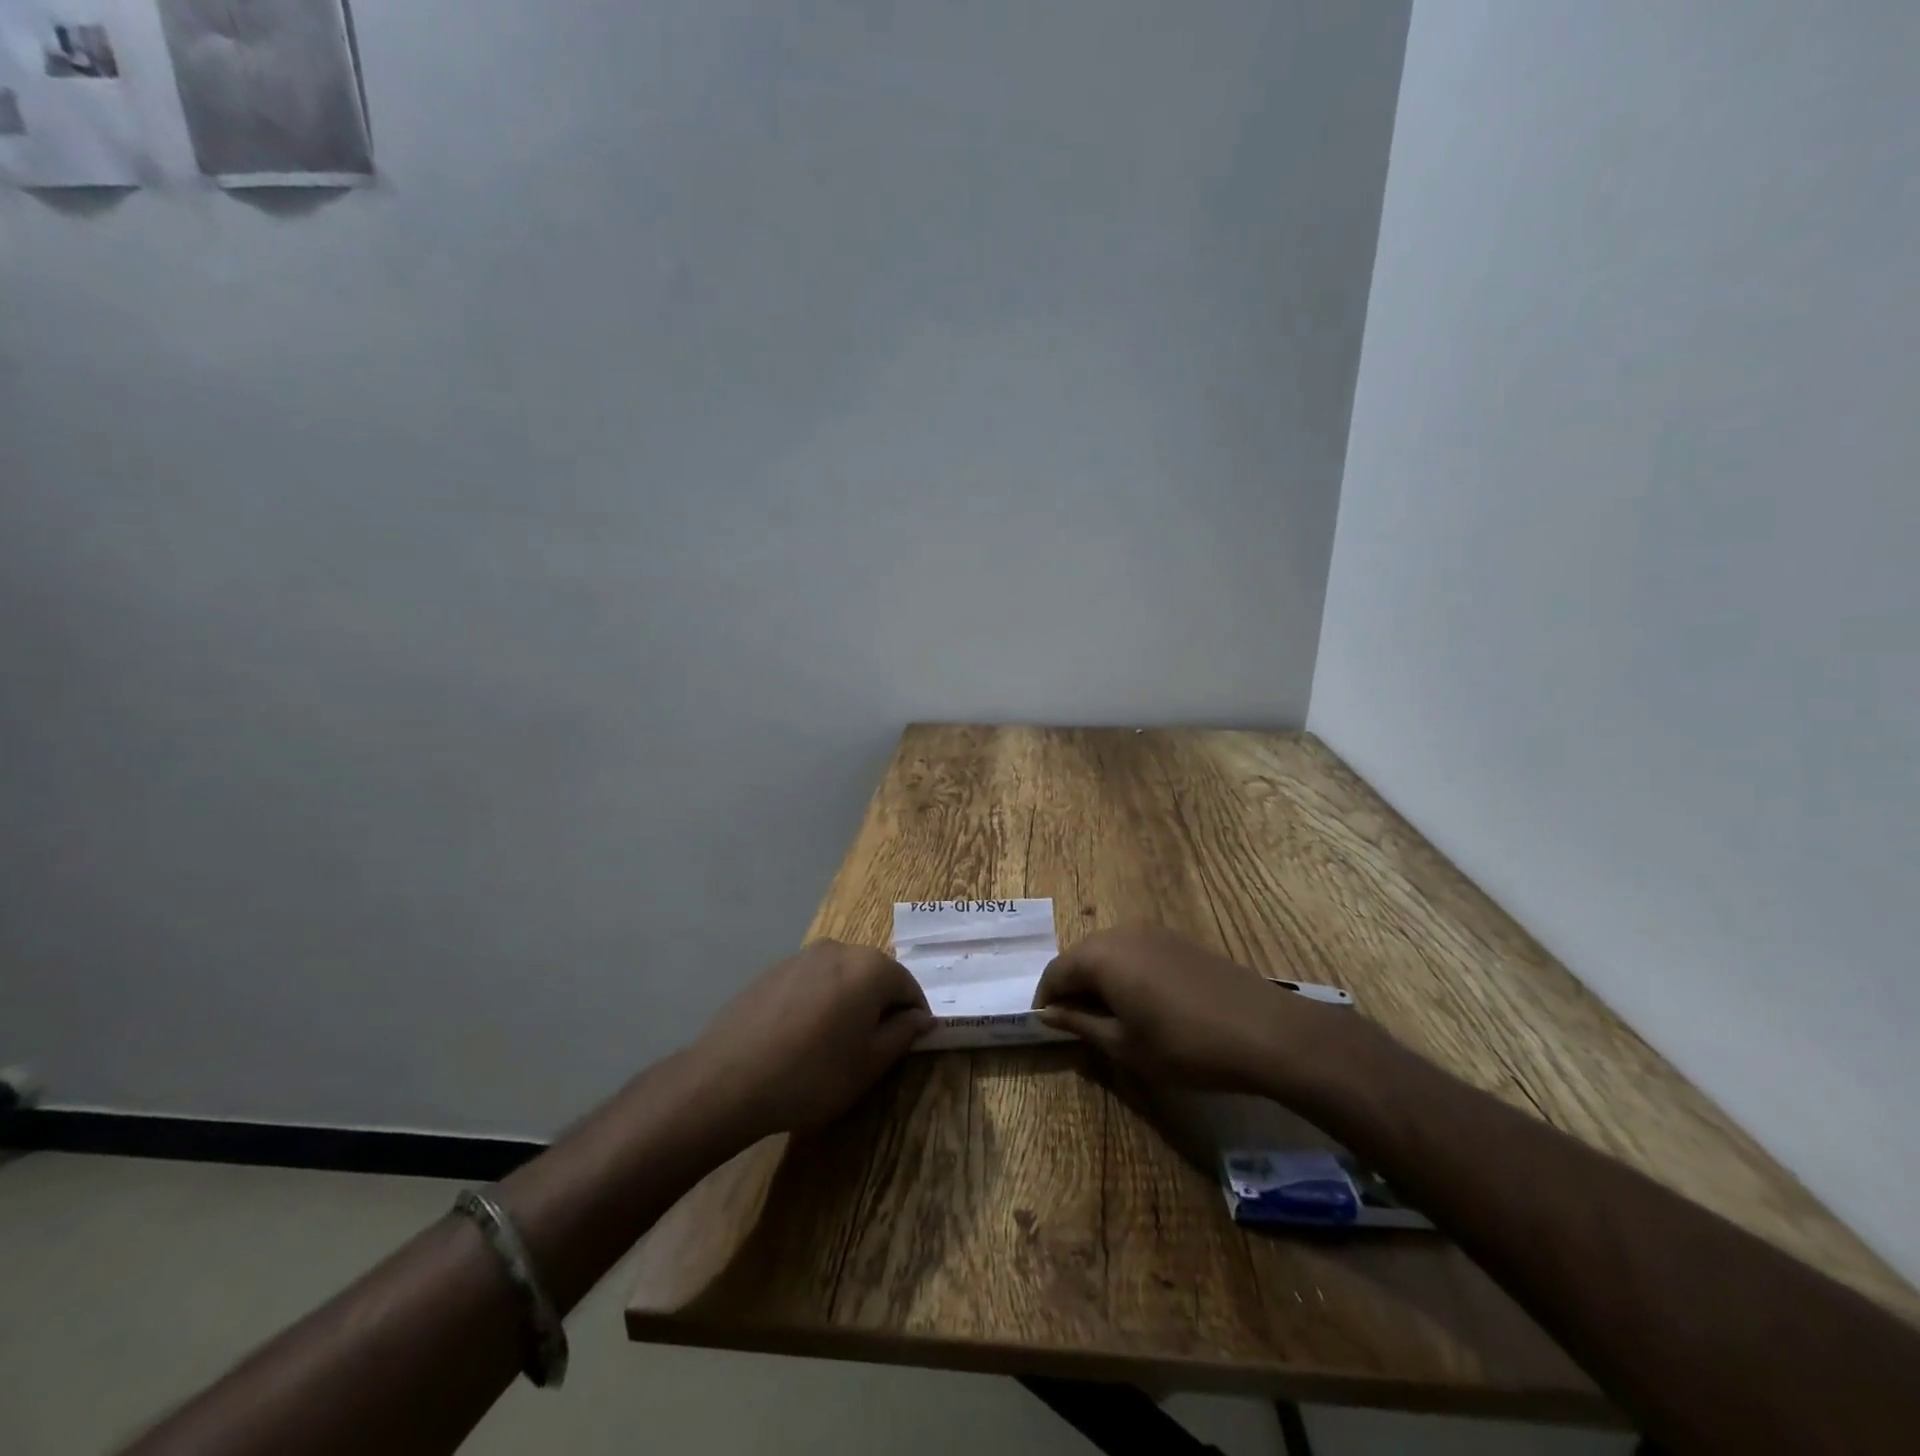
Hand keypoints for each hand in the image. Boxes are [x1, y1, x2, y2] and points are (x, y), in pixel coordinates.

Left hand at [694, 941, 932, 1136]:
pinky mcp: (772, 970)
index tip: (907, 1046)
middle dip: (879, 1006)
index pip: (908, 985)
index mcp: (870, 966)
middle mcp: (839, 949)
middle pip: (874, 975)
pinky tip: (800, 1038)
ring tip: (832, 1045)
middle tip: (870, 1048)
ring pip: (840, 977)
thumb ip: (902, 1034)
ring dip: (847, 1003)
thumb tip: (920, 1017)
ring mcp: (801, 956)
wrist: (728, 1079)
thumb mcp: (869, 1063)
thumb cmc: (813, 1074)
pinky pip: (810, 982)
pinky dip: (817, 1002)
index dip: (913, 1016)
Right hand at [1032, 926, 1350, 1096]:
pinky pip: (1136, 950)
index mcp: (1100, 956)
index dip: (1046, 998)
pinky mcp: (1180, 939)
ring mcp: (1154, 931)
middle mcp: (1121, 933)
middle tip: (1076, 1023)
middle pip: (1081, 955)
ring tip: (1109, 1015)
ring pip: (1109, 951)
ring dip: (1100, 978)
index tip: (1046, 1025)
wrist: (1265, 1031)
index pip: (1056, 971)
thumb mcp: (1124, 1046)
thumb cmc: (1184, 1045)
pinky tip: (1144, 1001)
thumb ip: (1080, 1025)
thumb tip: (1048, 1014)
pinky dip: (1126, 971)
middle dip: (1072, 986)